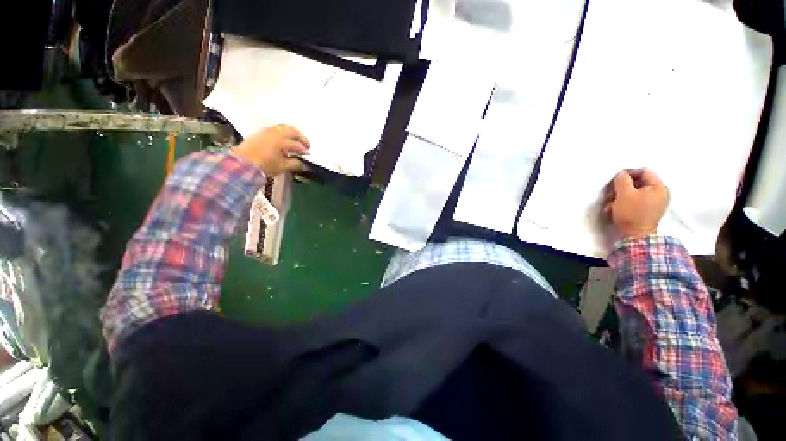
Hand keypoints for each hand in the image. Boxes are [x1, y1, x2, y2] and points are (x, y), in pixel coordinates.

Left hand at [230, 124, 309, 175]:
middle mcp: (275, 133)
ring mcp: (266, 131)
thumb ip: (295, 164)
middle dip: (301, 137)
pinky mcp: (260, 133)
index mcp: (281, 141)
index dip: (304, 150)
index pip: (297, 144)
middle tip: (306, 145)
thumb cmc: (264, 166)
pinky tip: (283, 141)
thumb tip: (304, 165)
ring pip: (283, 127)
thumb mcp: (282, 167)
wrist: (242, 164)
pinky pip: (275, 129)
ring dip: (291, 133)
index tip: (308, 155)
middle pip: (292, 130)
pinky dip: (282, 133)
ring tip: (295, 141)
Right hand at [604, 169, 668, 238]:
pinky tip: (615, 209)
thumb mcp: (624, 194)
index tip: (614, 180)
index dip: (628, 173)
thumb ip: (622, 180)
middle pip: (639, 182)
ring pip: (635, 192)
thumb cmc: (631, 213)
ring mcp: (656, 202)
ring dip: (620, 196)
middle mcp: (660, 192)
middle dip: (622, 187)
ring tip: (610, 204)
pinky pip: (636, 201)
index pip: (644, 171)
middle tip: (609, 193)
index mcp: (658, 186)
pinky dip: (625, 202)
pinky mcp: (649, 210)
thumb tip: (621, 174)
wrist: (636, 236)